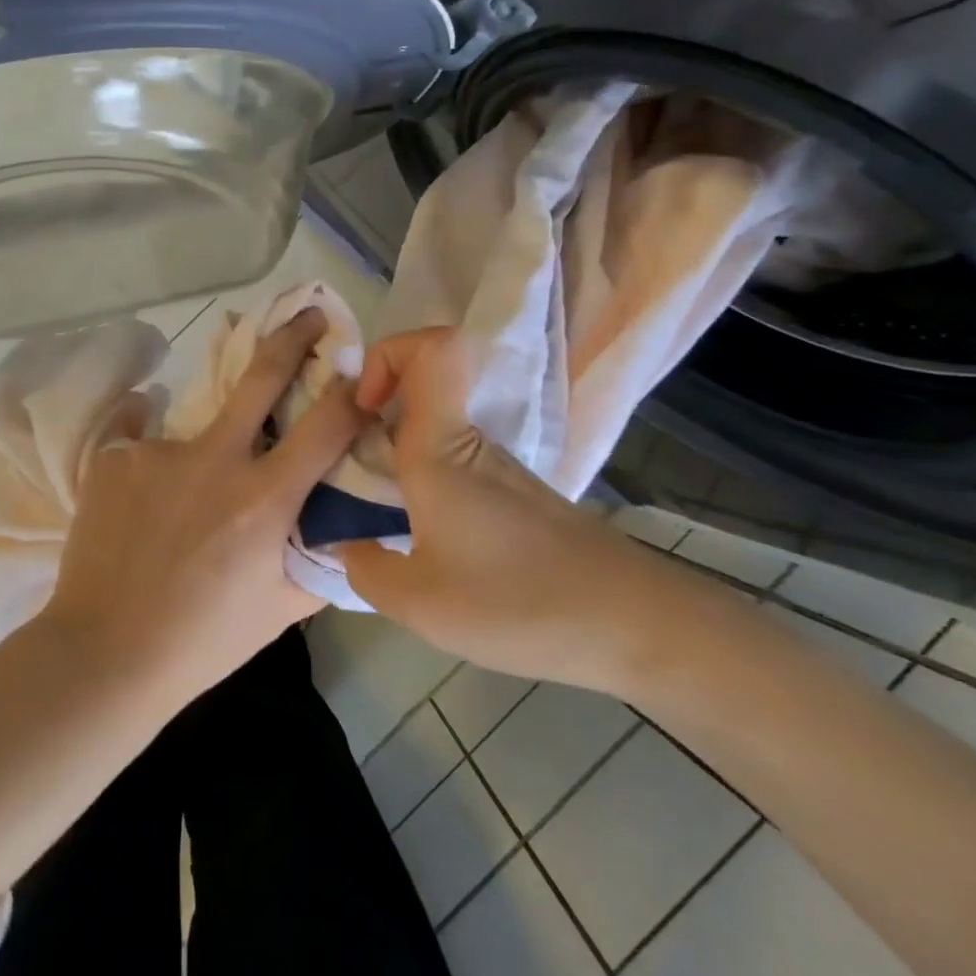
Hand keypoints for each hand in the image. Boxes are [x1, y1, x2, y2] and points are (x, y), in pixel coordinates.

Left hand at [37, 308, 368, 707]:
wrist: (106, 653)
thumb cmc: (205, 640)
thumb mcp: (282, 609)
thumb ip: (319, 559)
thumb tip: (343, 525)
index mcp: (264, 499)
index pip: (327, 425)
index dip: (350, 390)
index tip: (358, 365)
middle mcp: (215, 459)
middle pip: (262, 375)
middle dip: (293, 336)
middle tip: (307, 315)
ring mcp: (159, 452)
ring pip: (198, 430)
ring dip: (202, 456)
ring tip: (177, 512)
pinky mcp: (115, 456)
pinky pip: (146, 447)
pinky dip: (153, 471)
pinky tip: (140, 512)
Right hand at [340, 328, 720, 694]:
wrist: (634, 626)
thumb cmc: (519, 602)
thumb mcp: (420, 603)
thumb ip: (364, 570)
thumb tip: (341, 546)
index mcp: (442, 449)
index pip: (432, 348)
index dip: (388, 354)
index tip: (363, 407)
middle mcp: (469, 443)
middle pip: (419, 386)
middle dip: (370, 412)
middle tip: (342, 466)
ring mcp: (496, 468)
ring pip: (431, 430)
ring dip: (391, 453)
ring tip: (368, 514)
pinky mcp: (512, 496)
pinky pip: (451, 465)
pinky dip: (420, 483)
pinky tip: (415, 539)